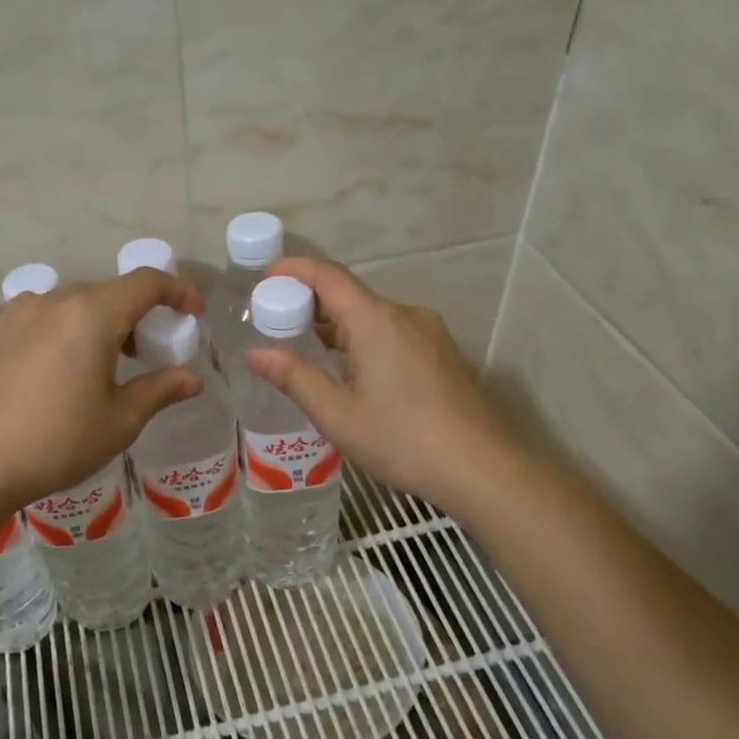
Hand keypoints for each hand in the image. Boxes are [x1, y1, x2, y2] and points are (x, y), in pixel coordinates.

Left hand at [0, 268, 204, 509]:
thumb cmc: (60, 442)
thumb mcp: (121, 420)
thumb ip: (160, 389)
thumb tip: (192, 379)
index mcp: (91, 315)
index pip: (145, 283)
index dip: (177, 291)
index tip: (193, 313)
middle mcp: (54, 300)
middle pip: (109, 293)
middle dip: (137, 315)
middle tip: (150, 351)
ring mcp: (19, 312)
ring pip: (73, 304)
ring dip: (99, 322)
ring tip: (104, 363)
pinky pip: (42, 317)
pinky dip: (65, 330)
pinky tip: (61, 367)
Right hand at [243, 257, 512, 516]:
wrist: (482, 468)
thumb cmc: (402, 439)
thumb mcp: (337, 414)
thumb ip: (294, 378)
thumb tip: (256, 354)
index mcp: (376, 321)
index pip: (329, 276)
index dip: (294, 270)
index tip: (265, 278)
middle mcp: (405, 315)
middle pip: (351, 295)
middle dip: (311, 302)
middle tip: (276, 322)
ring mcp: (430, 334)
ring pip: (374, 316)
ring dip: (339, 324)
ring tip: (308, 347)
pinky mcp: (443, 354)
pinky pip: (394, 333)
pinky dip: (364, 339)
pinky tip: (353, 370)